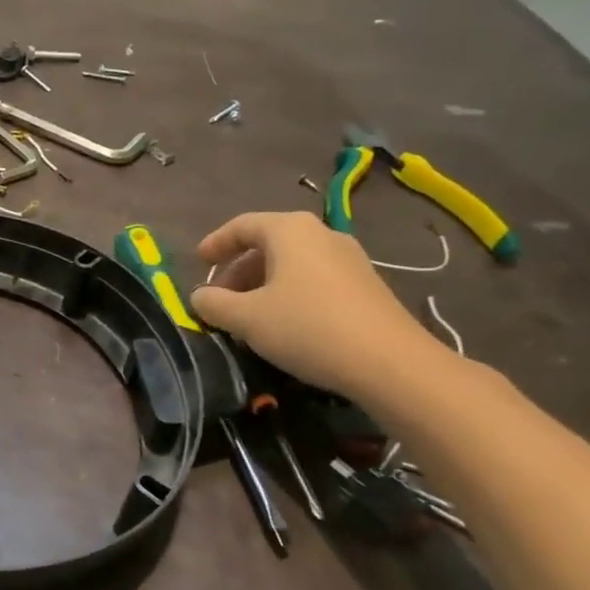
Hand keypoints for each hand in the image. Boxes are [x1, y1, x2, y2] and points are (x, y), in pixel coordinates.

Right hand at [190, 211, 446, 401]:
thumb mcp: (247, 318)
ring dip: (263, 284)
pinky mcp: (366, 285)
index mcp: (289, 230)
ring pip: (292, 263)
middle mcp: (321, 234)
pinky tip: (284, 324)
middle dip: (238, 270)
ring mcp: (349, 258)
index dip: (215, 243)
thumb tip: (199, 296)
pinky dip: (290, 293)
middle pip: (267, 244)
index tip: (198, 263)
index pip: (241, 225)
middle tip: (220, 298)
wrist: (392, 364)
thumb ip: (214, 303)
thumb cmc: (308, 328)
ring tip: (248, 314)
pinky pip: (314, 279)